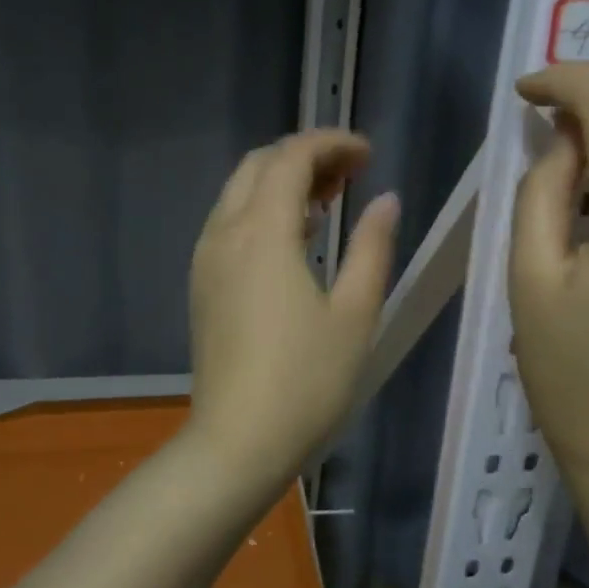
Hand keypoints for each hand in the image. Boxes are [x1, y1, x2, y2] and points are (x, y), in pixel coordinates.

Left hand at [186, 130, 400, 495]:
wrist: (237, 443)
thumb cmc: (307, 381)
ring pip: (239, 193)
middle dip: (305, 157)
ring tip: (330, 202)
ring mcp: (206, 260)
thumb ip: (372, 248)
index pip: (292, 158)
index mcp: (263, 232)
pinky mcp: (202, 286)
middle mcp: (225, 233)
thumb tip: (386, 201)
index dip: (332, 144)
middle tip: (352, 175)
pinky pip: (229, 224)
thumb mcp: (355, 313)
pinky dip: (262, 212)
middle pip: (259, 166)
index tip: (368, 156)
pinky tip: (296, 240)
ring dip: (282, 183)